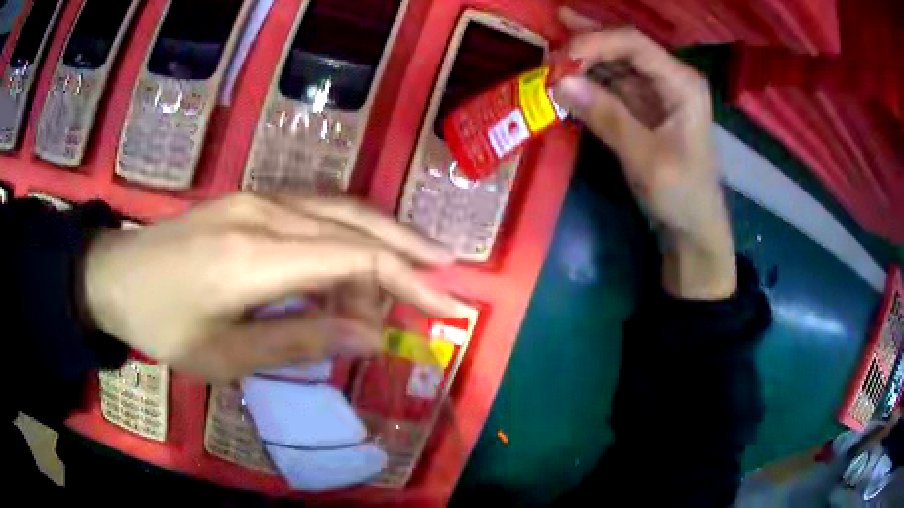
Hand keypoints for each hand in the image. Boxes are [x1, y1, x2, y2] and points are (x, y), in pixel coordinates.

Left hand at [84, 194, 468, 381]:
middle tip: (446, 274)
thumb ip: (300, 340)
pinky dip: (341, 241)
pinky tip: (345, 272)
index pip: (354, 258)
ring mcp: (256, 199)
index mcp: (254, 258)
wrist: (114, 278)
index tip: (447, 307)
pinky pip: (311, 214)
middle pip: (355, 222)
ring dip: (374, 246)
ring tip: (389, 293)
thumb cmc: (162, 327)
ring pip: (337, 212)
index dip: (409, 282)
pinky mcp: (249, 201)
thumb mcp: (226, 355)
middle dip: (408, 250)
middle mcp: (264, 213)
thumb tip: (369, 335)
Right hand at [553, 7, 735, 298]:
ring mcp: (656, 93)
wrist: (694, 229)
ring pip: (614, 63)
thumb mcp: (648, 160)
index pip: (633, 43)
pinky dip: (587, 83)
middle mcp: (669, 78)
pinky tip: (565, 82)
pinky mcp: (642, 109)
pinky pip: (611, 86)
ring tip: (547, 59)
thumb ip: (607, 117)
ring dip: (582, 62)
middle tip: (546, 39)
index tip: (558, 58)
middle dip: (584, 43)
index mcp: (681, 83)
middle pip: (622, 46)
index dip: (594, 41)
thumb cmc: (682, 196)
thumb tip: (559, 82)